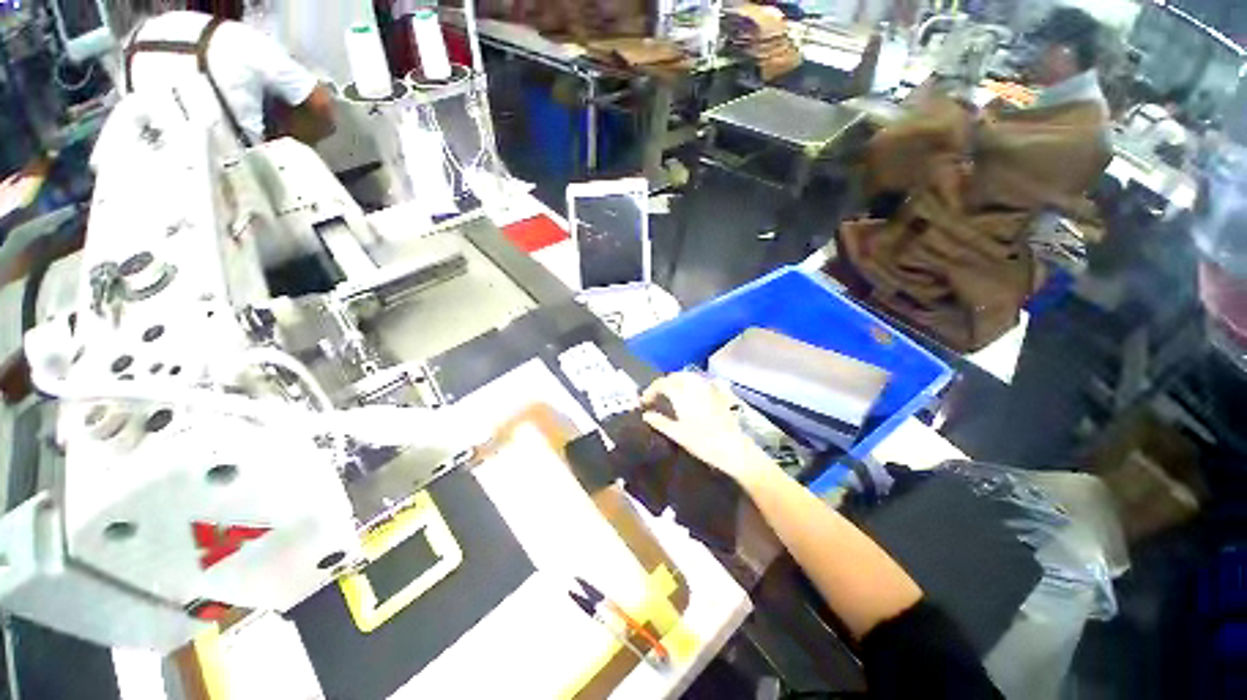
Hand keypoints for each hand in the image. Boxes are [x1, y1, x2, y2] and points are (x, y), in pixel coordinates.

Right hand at [642, 372, 777, 486]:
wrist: (734, 449)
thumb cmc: (703, 443)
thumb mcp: (678, 434)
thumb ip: (660, 422)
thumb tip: (646, 415)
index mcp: (682, 394)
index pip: (662, 384)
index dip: (651, 390)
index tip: (644, 401)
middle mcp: (695, 386)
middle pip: (675, 376)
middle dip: (663, 383)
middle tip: (656, 395)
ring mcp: (708, 388)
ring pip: (688, 376)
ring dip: (677, 381)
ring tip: (670, 393)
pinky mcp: (718, 393)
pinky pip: (701, 381)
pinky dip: (691, 383)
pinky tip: (690, 393)